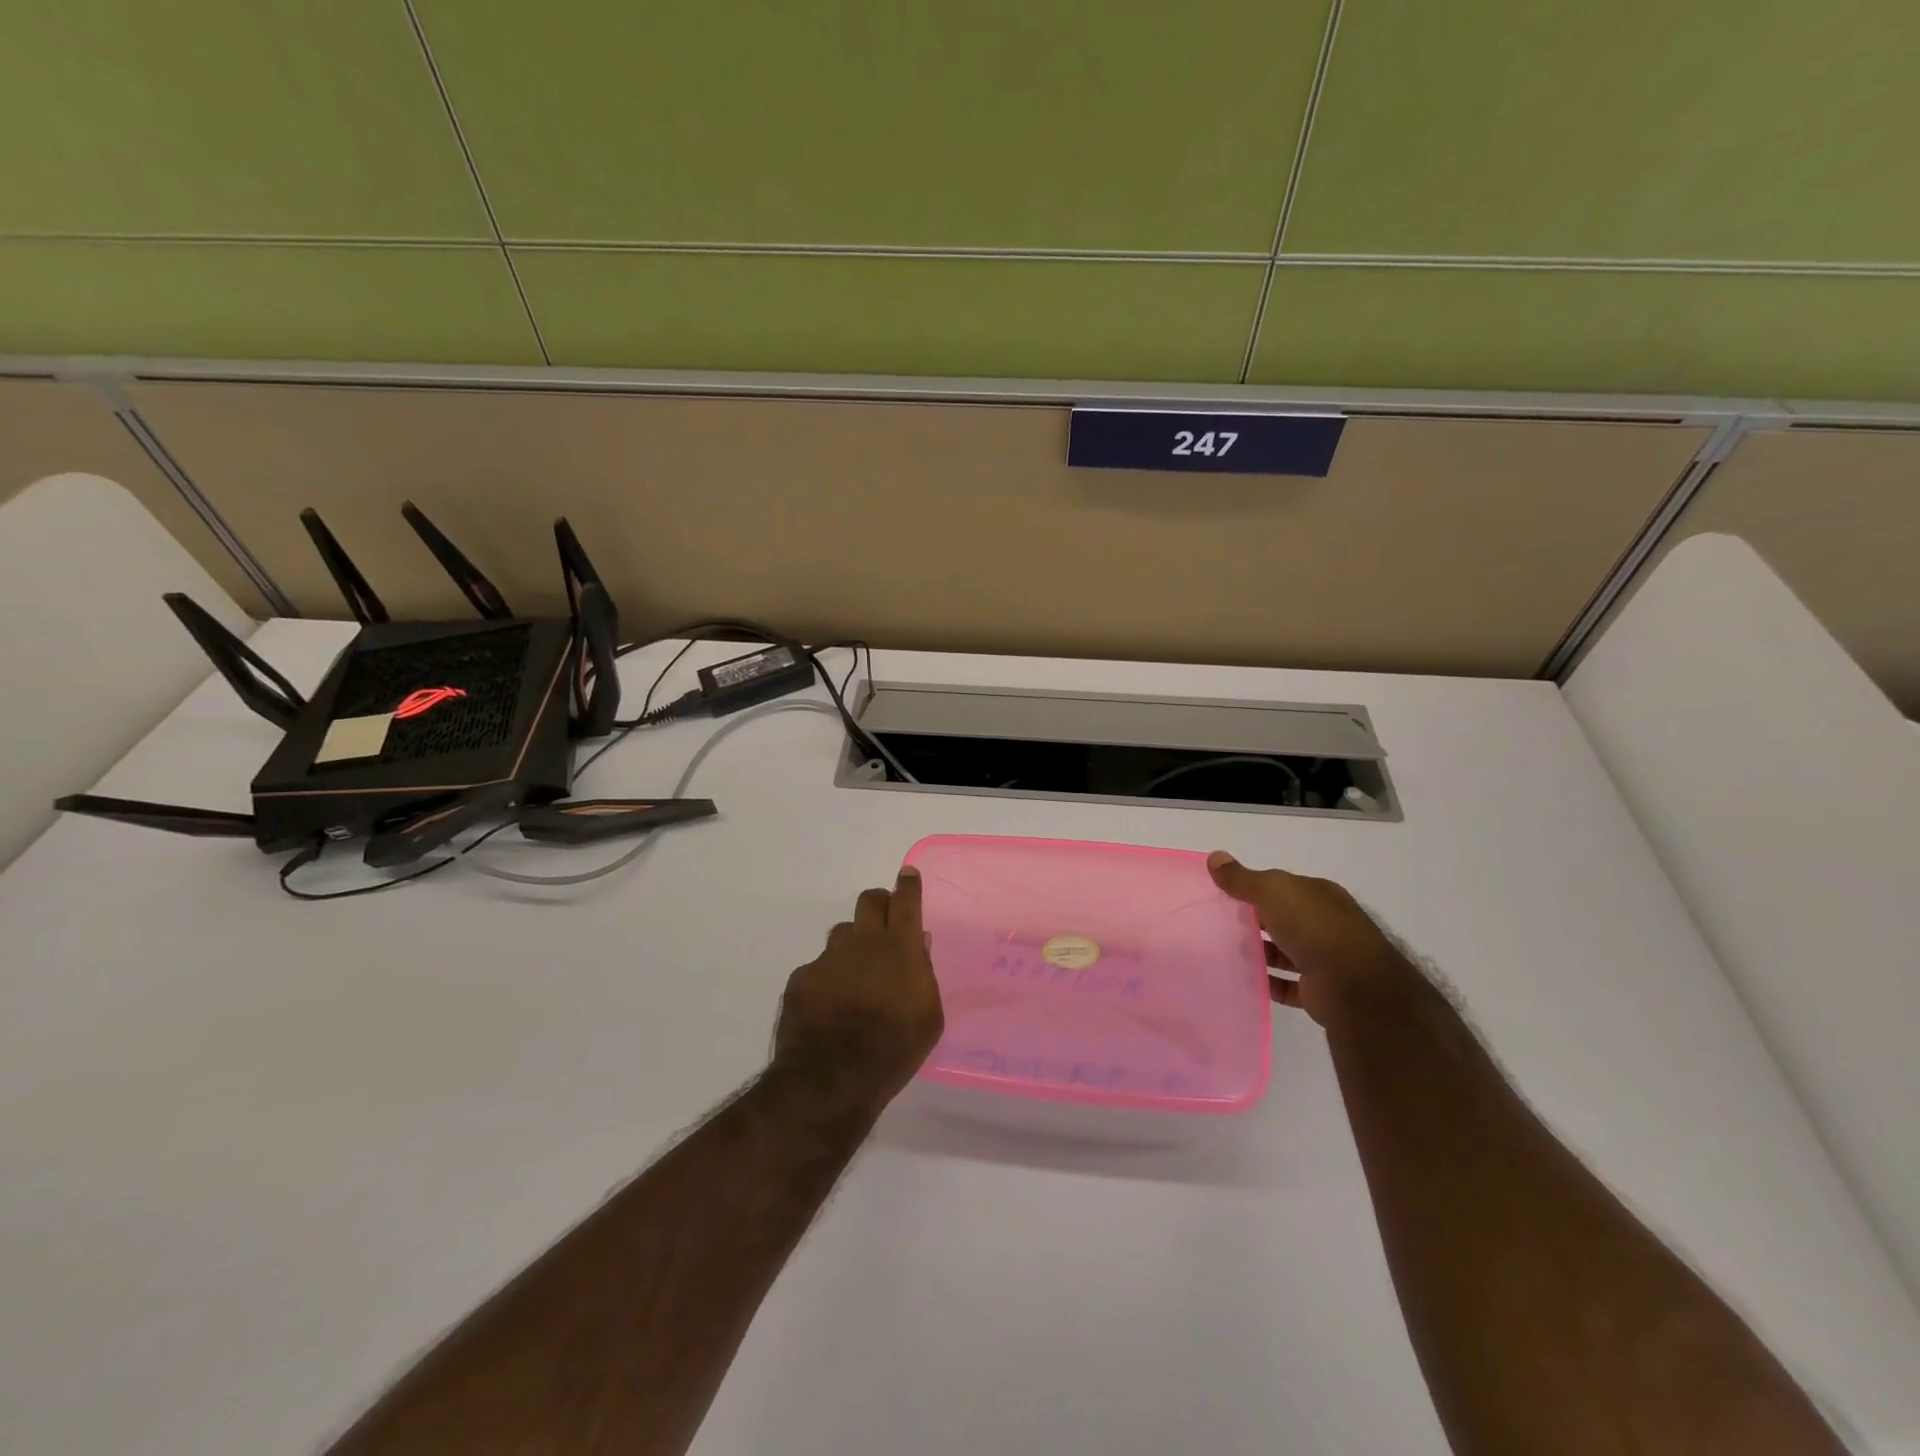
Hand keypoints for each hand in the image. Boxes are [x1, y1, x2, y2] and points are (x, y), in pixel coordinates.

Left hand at [772, 867, 944, 1123]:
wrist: (831, 1079)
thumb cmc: (893, 1049)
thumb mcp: (929, 1018)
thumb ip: (925, 974)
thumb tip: (920, 945)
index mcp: (900, 948)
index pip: (905, 901)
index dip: (908, 885)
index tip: (907, 876)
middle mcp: (863, 942)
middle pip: (869, 901)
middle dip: (880, 903)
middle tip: (886, 920)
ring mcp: (828, 958)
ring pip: (843, 932)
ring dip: (853, 943)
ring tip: (857, 973)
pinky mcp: (802, 978)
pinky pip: (819, 966)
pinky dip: (829, 977)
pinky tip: (830, 1004)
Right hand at [1207, 851, 1422, 1026]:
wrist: (1354, 985)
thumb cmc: (1313, 926)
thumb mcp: (1272, 891)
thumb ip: (1242, 878)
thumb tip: (1214, 856)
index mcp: (1318, 895)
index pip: (1282, 887)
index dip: (1255, 889)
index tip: (1225, 896)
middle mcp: (1325, 924)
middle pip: (1283, 919)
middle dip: (1256, 922)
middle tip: (1220, 925)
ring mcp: (1324, 958)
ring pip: (1285, 952)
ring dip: (1260, 953)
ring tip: (1226, 952)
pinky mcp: (1319, 990)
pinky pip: (1286, 984)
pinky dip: (1267, 983)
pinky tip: (1244, 980)